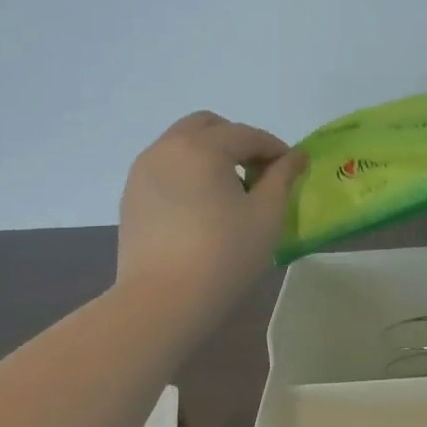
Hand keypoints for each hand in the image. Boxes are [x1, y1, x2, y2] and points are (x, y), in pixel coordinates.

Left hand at [115, 111, 306, 313]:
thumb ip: (283, 177)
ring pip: (182, 144)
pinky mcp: (131, 195)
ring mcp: (143, 170)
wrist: (162, 301)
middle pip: (208, 126)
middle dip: (237, 141)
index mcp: (203, 147)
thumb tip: (295, 157)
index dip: (276, 149)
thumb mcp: (267, 215)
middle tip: (257, 173)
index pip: (248, 135)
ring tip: (229, 191)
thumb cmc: (224, 255)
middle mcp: (168, 148)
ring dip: (210, 154)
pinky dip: (188, 172)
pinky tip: (202, 207)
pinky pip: (165, 168)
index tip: (293, 169)